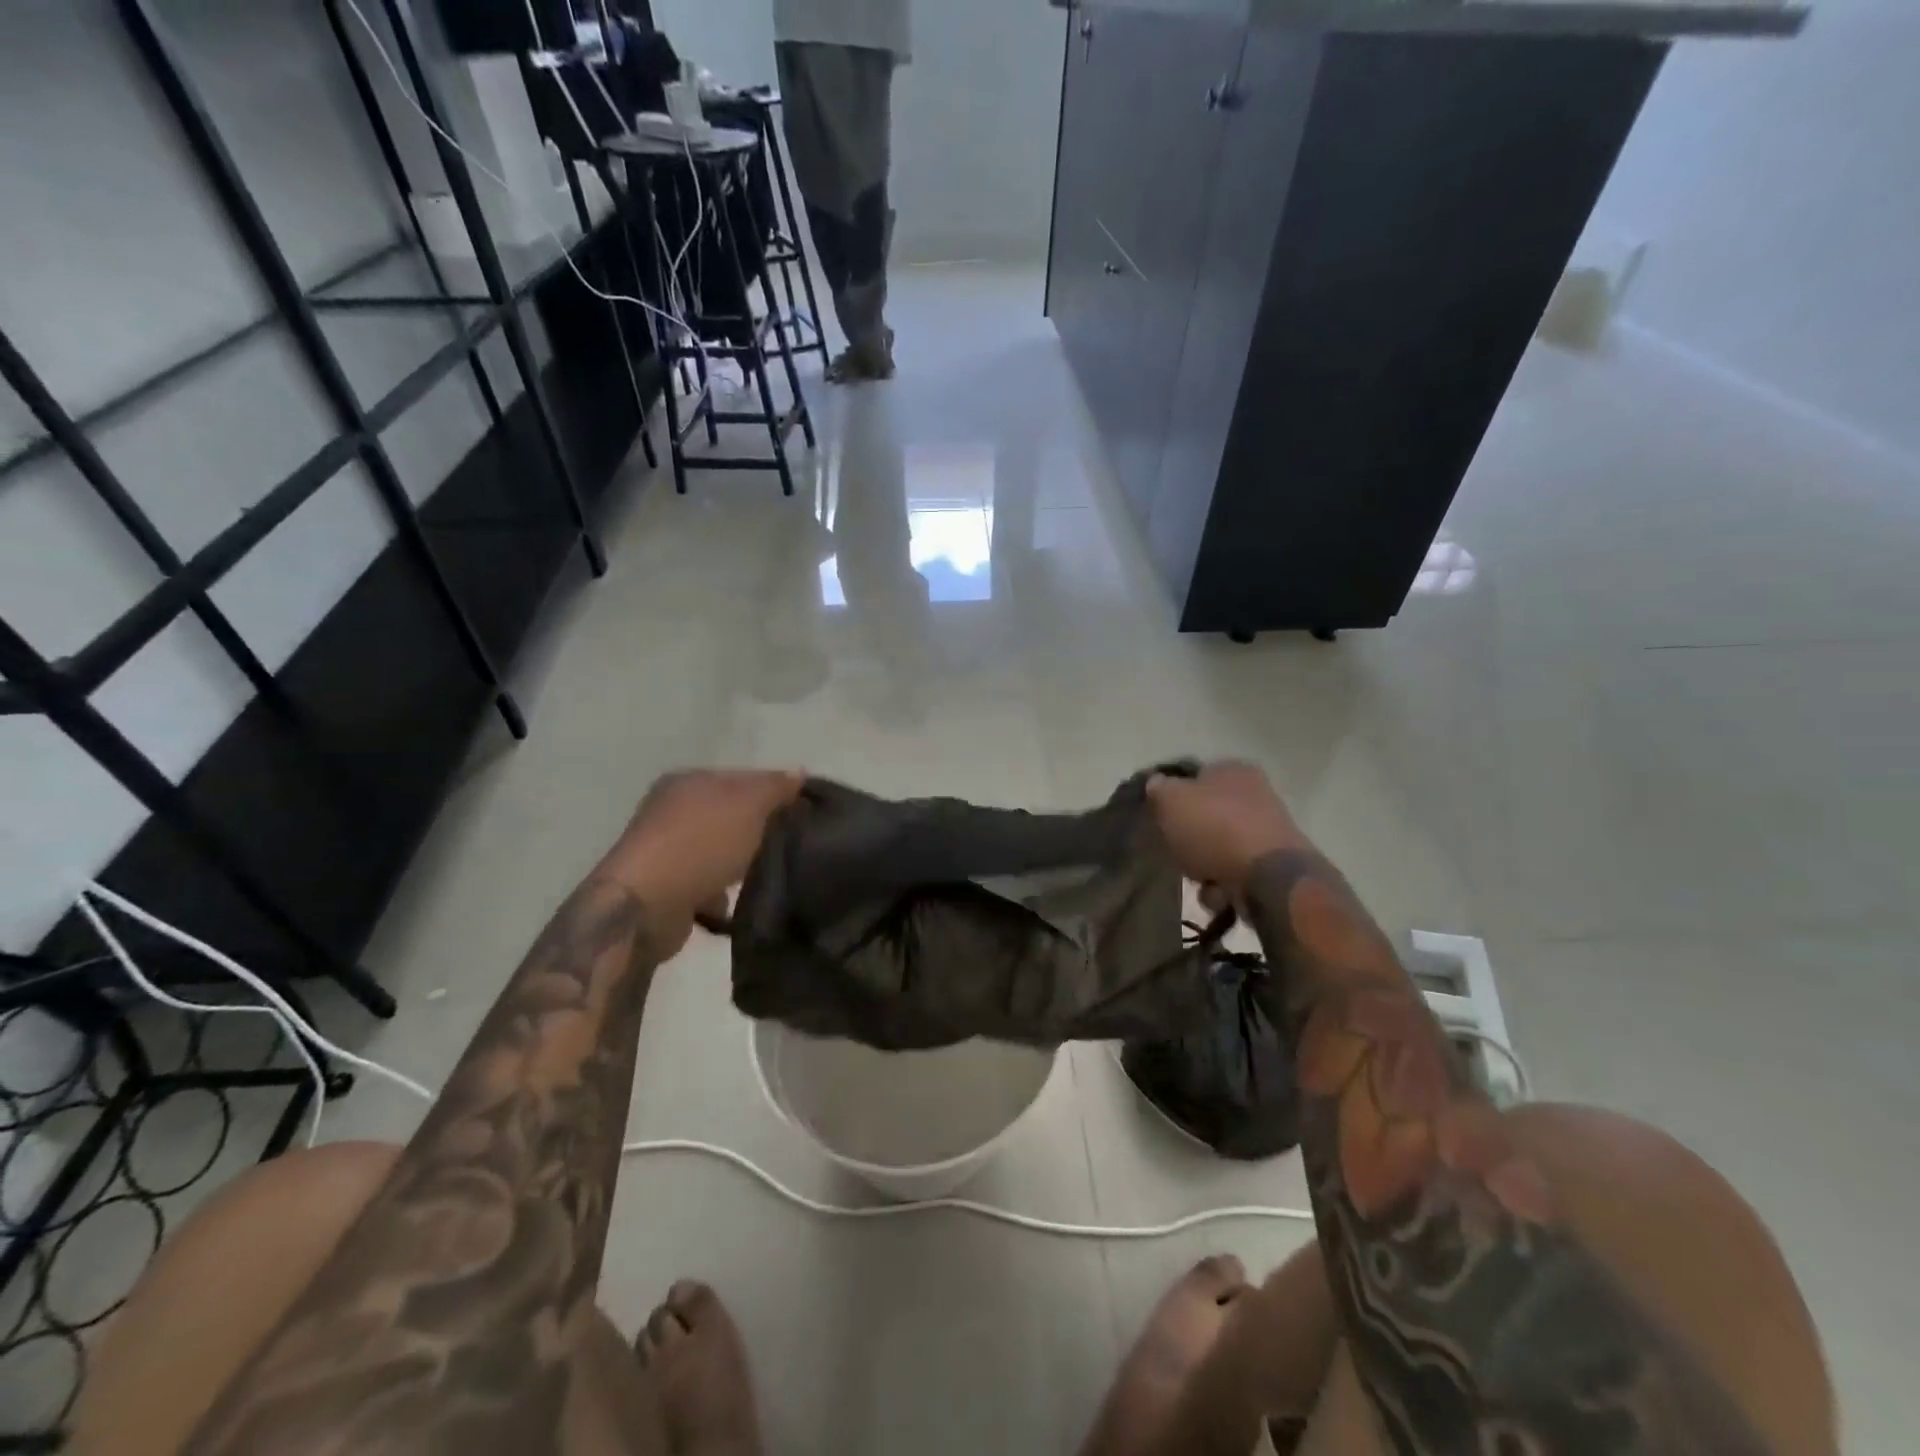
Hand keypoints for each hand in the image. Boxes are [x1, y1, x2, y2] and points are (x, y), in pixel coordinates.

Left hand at [598, 769, 804, 924]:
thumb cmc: (700, 845)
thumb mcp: (748, 805)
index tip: (806, 814)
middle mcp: (672, 810)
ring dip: (742, 864)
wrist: (644, 908)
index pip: (744, 778)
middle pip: (732, 814)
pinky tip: (738, 903)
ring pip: (721, 850)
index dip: (777, 792)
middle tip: (793, 844)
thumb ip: (776, 787)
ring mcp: (666, 849)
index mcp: (689, 781)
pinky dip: (722, 893)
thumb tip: (799, 772)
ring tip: (770, 875)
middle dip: (760, 830)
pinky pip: (707, 883)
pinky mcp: (665, 887)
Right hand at [1146, 761, 1305, 899]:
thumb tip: (1157, 784)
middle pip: (1205, 816)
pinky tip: (1219, 893)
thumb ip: (1158, 789)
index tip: (1159, 817)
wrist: (1268, 878)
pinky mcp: (1272, 866)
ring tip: (1200, 880)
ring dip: (1202, 867)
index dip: (1172, 796)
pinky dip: (1222, 886)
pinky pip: (1234, 874)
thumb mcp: (1171, 800)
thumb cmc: (1215, 829)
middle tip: (1176, 851)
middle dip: (1188, 839)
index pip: (1194, 776)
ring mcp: (1267, 831)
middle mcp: (1255, 794)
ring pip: (1217, 848)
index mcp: (1233, 769)